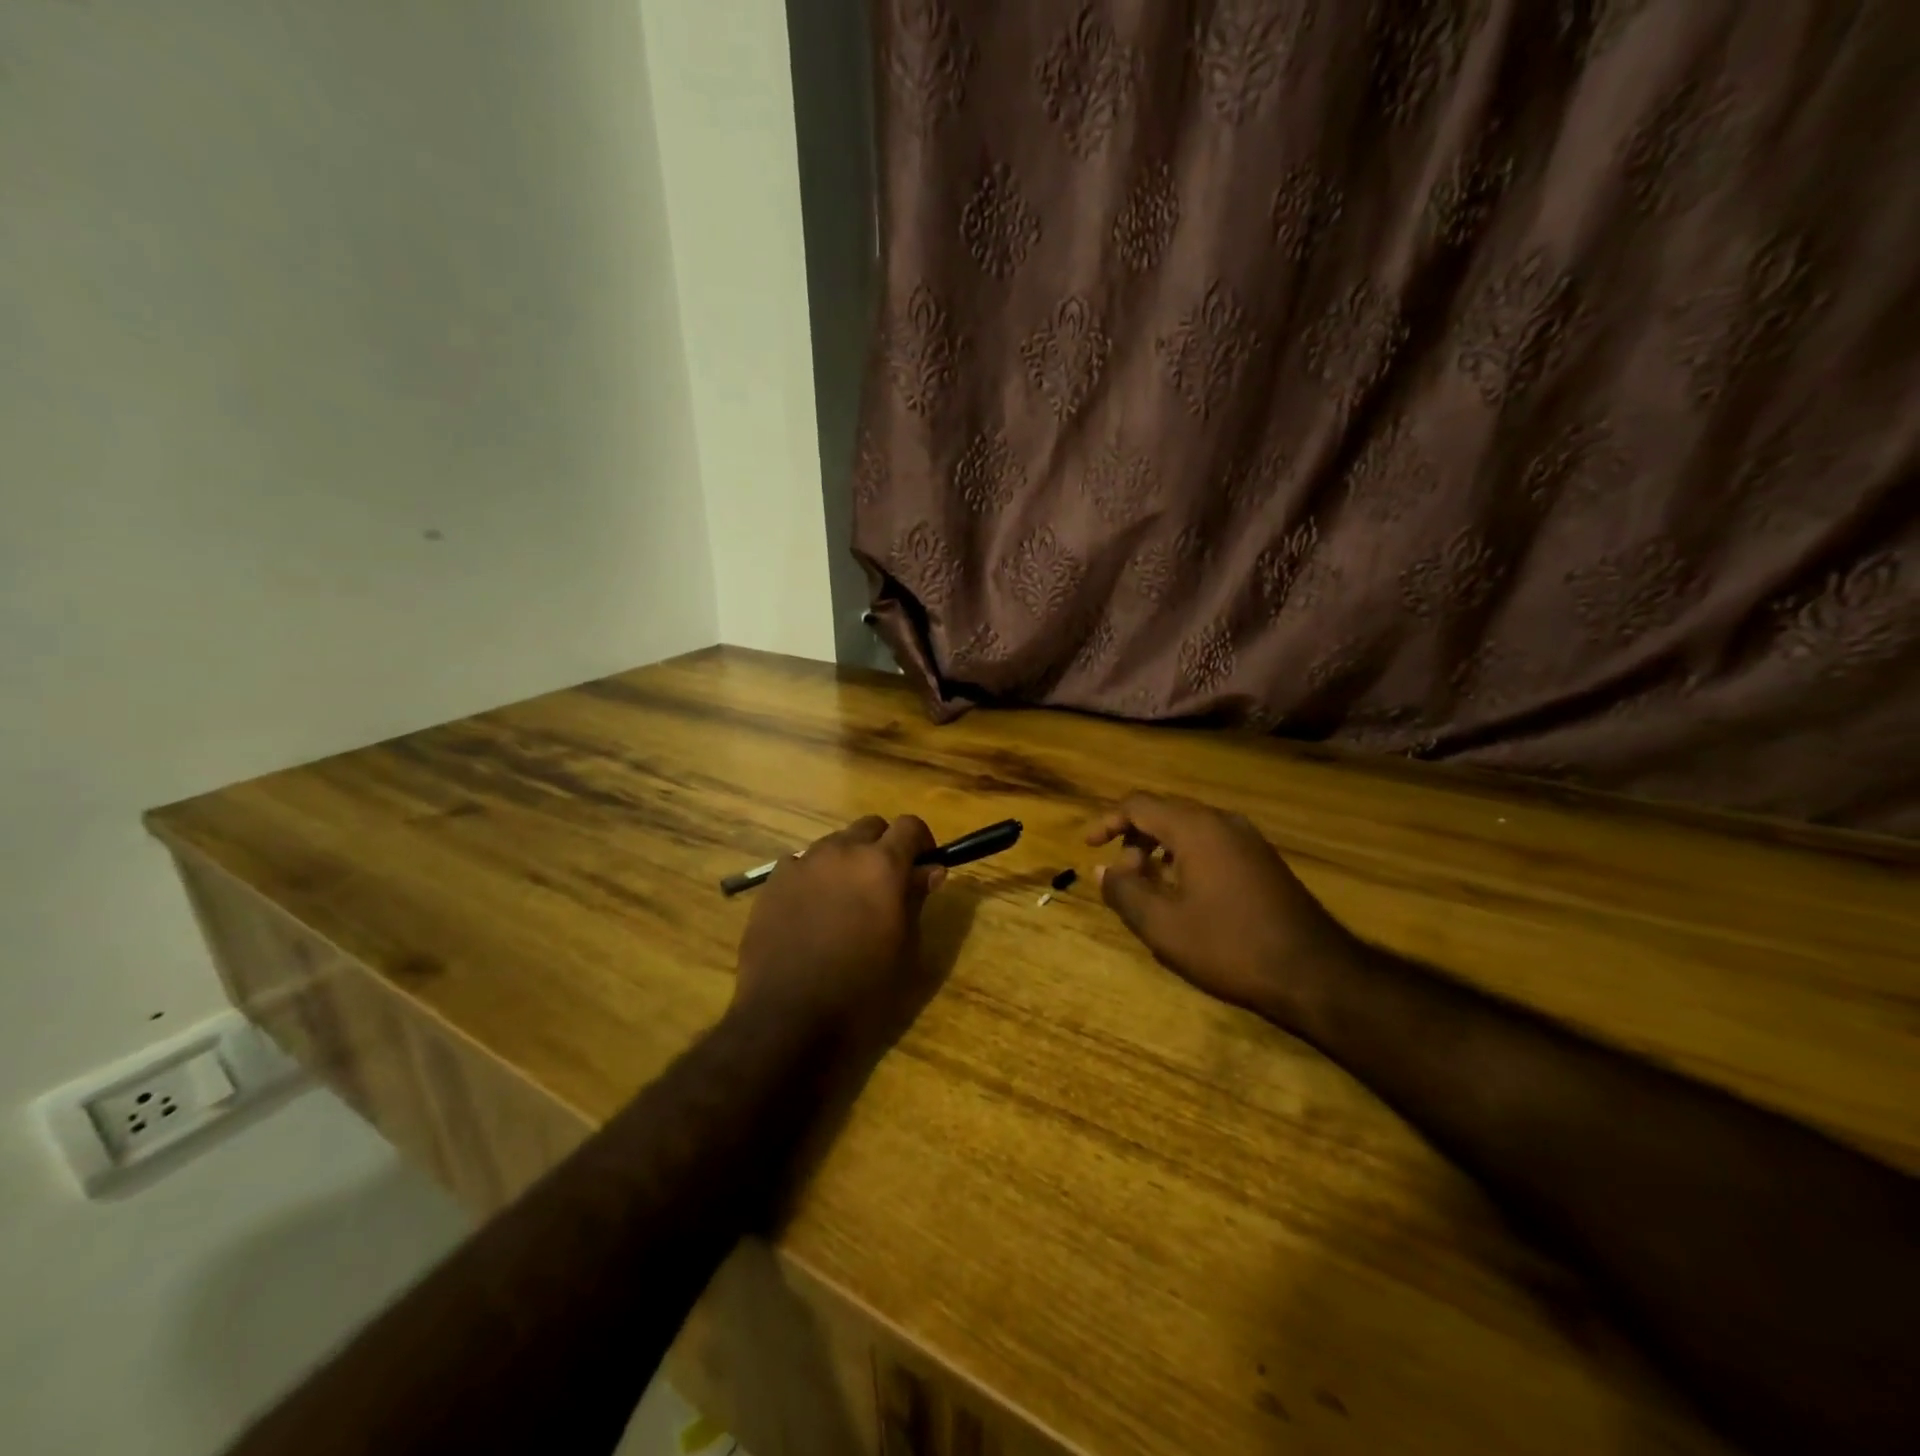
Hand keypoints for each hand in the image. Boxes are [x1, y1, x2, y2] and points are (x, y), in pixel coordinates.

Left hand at [733, 815, 944, 1051]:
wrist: (788, 1017)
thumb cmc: (861, 990)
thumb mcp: (905, 948)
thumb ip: (916, 899)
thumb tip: (930, 869)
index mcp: (882, 865)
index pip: (910, 825)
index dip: (921, 842)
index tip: (922, 866)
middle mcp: (842, 851)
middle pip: (870, 826)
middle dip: (883, 846)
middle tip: (884, 883)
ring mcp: (803, 862)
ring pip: (834, 842)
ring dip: (847, 859)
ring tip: (844, 899)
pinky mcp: (773, 881)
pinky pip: (801, 863)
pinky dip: (813, 876)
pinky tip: (811, 910)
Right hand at [1086, 793, 1362, 1026]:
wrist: (1316, 973)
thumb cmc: (1230, 946)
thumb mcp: (1164, 926)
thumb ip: (1125, 892)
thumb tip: (1104, 870)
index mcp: (1196, 828)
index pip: (1139, 805)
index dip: (1108, 821)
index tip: (1088, 846)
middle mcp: (1223, 822)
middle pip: (1165, 811)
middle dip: (1134, 837)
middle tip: (1120, 874)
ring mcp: (1248, 839)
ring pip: (1190, 827)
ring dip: (1160, 847)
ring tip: (1148, 885)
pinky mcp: (1263, 859)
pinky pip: (1212, 841)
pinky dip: (1186, 855)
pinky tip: (1185, 892)